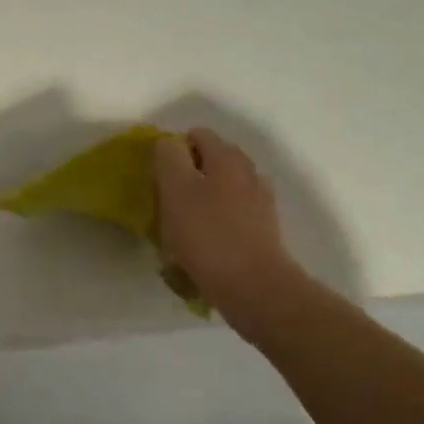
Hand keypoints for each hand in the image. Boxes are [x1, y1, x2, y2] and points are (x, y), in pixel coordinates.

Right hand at [153, 128, 301, 330]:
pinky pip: (231, 215)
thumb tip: (168, 144)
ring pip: (221, 189)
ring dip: (201, 201)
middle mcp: (248, 171)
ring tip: (183, 229)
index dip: (173, 151)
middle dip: (187, 176)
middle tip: (168, 203)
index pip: (196, 135)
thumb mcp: (176, 189)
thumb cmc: (208, 235)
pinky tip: (204, 245)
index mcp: (227, 156)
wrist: (255, 288)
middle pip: (210, 161)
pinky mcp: (264, 229)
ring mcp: (260, 201)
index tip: (159, 179)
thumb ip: (169, 157)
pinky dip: (216, 223)